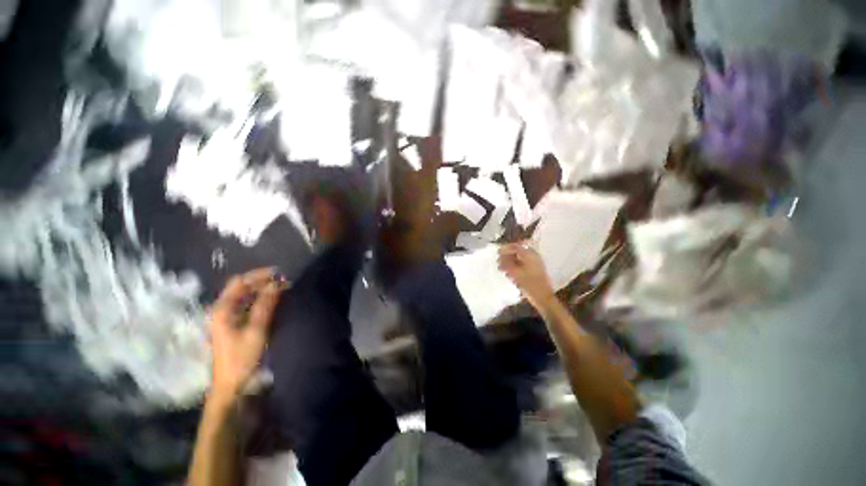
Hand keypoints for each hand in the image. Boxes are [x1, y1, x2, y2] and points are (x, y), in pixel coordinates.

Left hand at [209, 268, 283, 403]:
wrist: (232, 385)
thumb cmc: (242, 358)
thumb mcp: (256, 330)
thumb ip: (265, 305)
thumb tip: (276, 283)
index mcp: (223, 309)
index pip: (240, 282)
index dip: (259, 275)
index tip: (280, 273)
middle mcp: (222, 309)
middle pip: (242, 287)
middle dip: (263, 281)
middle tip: (284, 280)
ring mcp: (227, 317)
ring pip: (245, 295)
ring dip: (262, 289)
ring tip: (282, 288)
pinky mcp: (234, 324)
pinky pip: (247, 304)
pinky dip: (260, 299)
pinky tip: (273, 300)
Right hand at [498, 242, 555, 310]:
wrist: (543, 298)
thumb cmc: (530, 284)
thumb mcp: (516, 273)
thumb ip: (506, 264)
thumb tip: (499, 258)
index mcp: (530, 255)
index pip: (516, 247)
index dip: (505, 249)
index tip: (497, 253)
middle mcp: (533, 257)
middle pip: (517, 252)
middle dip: (507, 256)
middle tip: (498, 262)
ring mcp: (534, 264)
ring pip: (519, 259)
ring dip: (510, 262)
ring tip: (502, 268)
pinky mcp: (534, 271)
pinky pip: (522, 265)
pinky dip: (515, 267)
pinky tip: (509, 273)